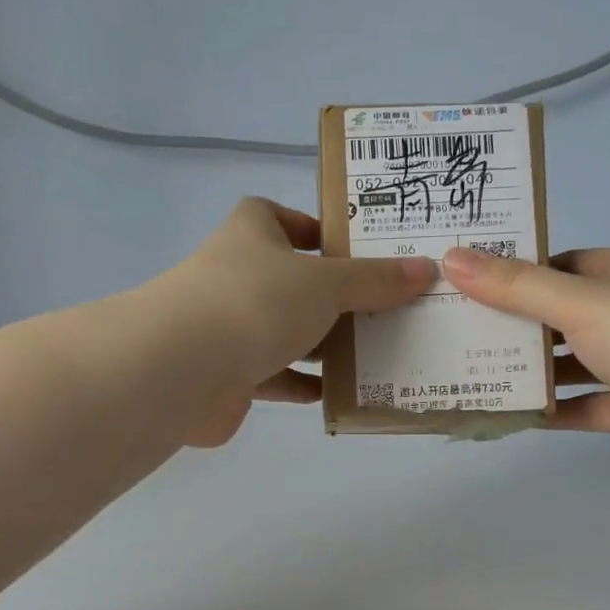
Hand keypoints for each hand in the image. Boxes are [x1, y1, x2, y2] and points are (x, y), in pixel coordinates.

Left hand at [160, 198, 434, 446]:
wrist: (184, 369)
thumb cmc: (257, 302)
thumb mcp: (326, 284)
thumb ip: (374, 280)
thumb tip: (425, 269)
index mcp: (250, 236)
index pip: (273, 216)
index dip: (307, 226)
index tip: (345, 247)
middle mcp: (234, 277)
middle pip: (286, 279)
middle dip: (328, 294)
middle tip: (379, 307)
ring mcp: (227, 328)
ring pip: (282, 331)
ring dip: (319, 343)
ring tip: (370, 352)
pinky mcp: (227, 375)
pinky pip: (273, 376)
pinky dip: (301, 384)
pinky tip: (337, 393)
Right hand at [441, 244, 609, 485]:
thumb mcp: (580, 302)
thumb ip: (515, 286)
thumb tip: (452, 257)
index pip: (556, 266)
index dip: (509, 274)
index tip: (459, 287)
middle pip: (556, 316)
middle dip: (510, 326)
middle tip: (450, 334)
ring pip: (567, 364)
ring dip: (526, 371)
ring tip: (466, 374)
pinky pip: (581, 406)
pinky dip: (549, 410)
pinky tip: (506, 414)